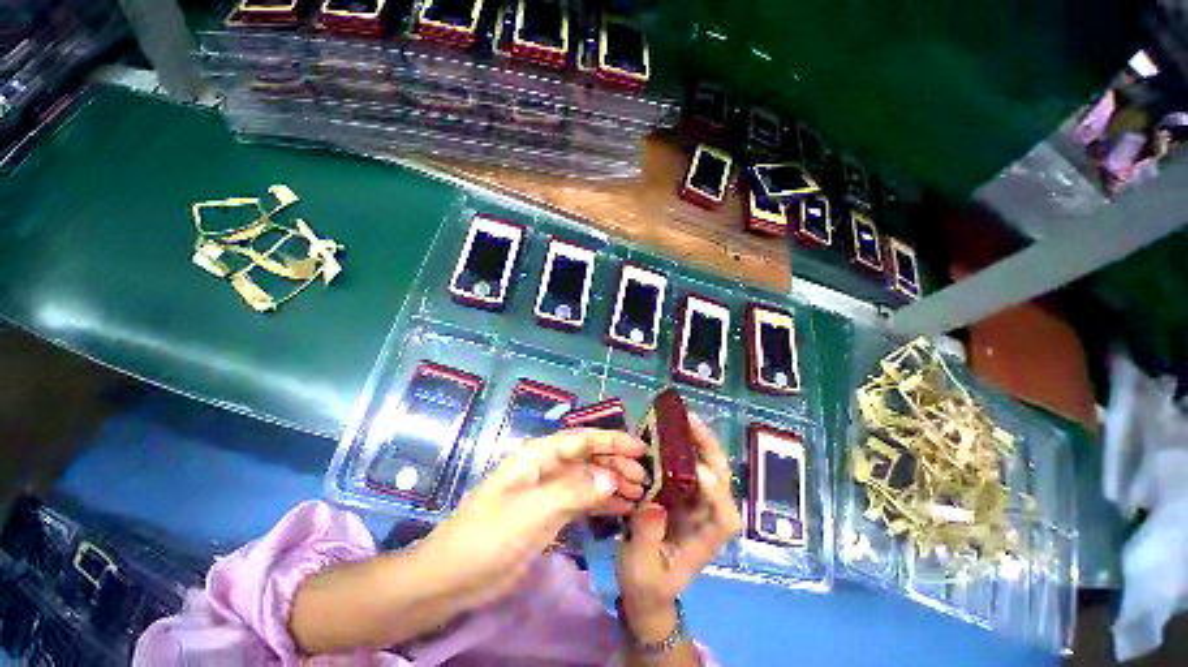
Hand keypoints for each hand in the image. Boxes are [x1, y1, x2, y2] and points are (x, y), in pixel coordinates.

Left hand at [418, 428, 646, 609]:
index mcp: (538, 455)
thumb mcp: (532, 510)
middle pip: (588, 457)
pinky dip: (602, 502)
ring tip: (640, 493)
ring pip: (588, 478)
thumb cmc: (489, 536)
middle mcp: (546, 467)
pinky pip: (582, 501)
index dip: (612, 440)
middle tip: (645, 478)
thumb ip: (574, 490)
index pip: (582, 439)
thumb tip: (612, 477)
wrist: (453, 577)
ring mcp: (548, 491)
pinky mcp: (549, 514)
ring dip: (613, 482)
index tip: (641, 447)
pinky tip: (622, 508)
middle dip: (616, 463)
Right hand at [616, 415, 741, 640]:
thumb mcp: (642, 568)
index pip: (724, 514)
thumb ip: (647, 539)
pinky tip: (665, 431)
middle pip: (721, 479)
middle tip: (690, 421)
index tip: (696, 472)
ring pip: (705, 466)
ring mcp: (695, 501)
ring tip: (679, 417)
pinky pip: (685, 465)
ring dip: (695, 441)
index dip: (715, 491)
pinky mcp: (681, 493)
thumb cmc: (647, 584)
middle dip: (709, 449)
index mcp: (706, 538)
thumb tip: (653, 504)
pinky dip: (678, 446)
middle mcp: (706, 515)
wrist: (646, 589)